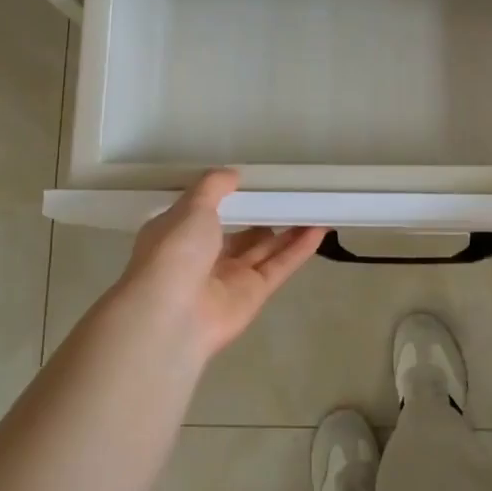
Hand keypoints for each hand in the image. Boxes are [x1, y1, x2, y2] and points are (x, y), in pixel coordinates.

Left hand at [113, 170, 324, 359]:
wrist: (171, 316)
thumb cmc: (175, 252)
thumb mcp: (191, 207)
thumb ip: (213, 186)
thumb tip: (232, 174)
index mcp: (179, 234)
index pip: (205, 213)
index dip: (228, 199)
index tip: (253, 183)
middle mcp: (203, 257)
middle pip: (240, 233)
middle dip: (263, 215)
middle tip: (290, 195)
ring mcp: (229, 278)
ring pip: (264, 250)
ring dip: (288, 230)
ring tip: (313, 207)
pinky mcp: (253, 295)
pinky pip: (279, 266)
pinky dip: (299, 249)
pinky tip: (319, 229)